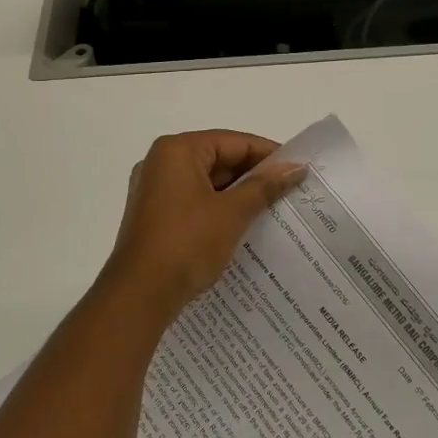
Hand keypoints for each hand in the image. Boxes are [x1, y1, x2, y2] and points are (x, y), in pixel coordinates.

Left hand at [99, 131, 305, 322]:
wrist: (139, 296)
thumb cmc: (187, 244)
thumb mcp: (232, 213)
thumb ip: (265, 186)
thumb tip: (296, 167)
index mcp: (177, 151)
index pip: (234, 142)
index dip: (269, 154)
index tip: (298, 169)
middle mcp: (161, 162)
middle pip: (219, 159)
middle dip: (254, 176)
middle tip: (290, 190)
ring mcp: (154, 190)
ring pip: (207, 182)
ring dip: (238, 194)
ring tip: (274, 208)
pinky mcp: (154, 215)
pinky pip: (194, 201)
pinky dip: (219, 209)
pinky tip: (245, 225)